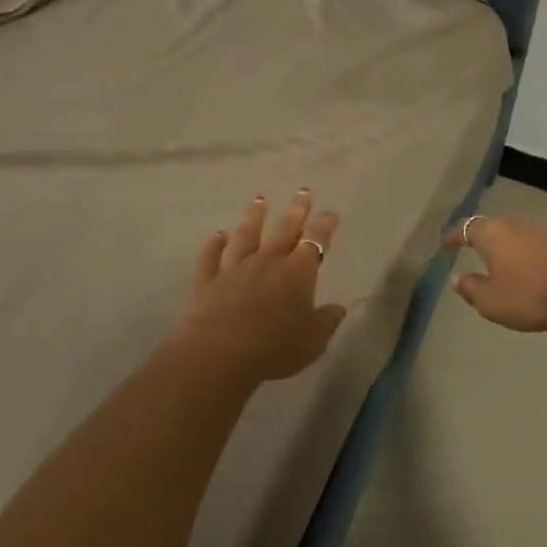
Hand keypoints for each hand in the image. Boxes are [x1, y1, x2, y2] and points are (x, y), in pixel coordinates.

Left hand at [169, 191, 346, 384]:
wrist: (218, 354)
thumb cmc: (274, 348)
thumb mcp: (312, 341)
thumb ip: (326, 321)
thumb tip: (338, 308)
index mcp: (297, 272)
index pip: (315, 240)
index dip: (324, 225)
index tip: (330, 213)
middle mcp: (267, 261)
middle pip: (284, 229)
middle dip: (296, 210)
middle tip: (302, 192)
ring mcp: (234, 267)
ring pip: (246, 235)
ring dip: (254, 217)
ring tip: (259, 200)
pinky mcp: (207, 279)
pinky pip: (211, 255)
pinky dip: (214, 244)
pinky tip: (217, 236)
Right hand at [444, 214, 546, 334]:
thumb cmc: (531, 295)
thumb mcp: (491, 302)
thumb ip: (471, 289)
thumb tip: (457, 279)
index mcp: (492, 234)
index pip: (466, 228)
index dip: (455, 236)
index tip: (447, 243)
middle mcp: (517, 224)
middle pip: (495, 227)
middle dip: (485, 239)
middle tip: (477, 251)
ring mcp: (546, 229)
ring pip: (521, 234)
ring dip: (512, 247)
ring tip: (509, 263)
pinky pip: (543, 244)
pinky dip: (535, 254)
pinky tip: (539, 269)